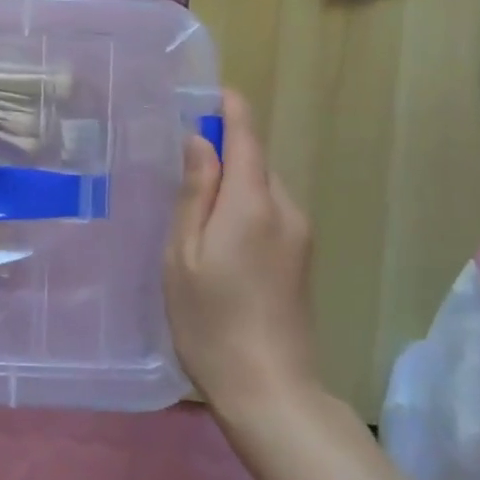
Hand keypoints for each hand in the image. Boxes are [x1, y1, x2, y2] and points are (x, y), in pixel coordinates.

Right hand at [164, 89, 317, 417]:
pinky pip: (269, 212)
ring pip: (262, 188)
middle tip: (178, 157)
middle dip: (224, 150)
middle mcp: (285, 210)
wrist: (269, 389)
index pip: (247, 137)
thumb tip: (201, 141)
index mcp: (254, 203)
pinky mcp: (301, 258)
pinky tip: (216, 233)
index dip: (230, 109)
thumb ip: (194, 193)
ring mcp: (299, 235)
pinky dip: (243, 206)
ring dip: (232, 181)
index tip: (209, 91)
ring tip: (190, 198)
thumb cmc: (210, 320)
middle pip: (256, 161)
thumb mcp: (184, 254)